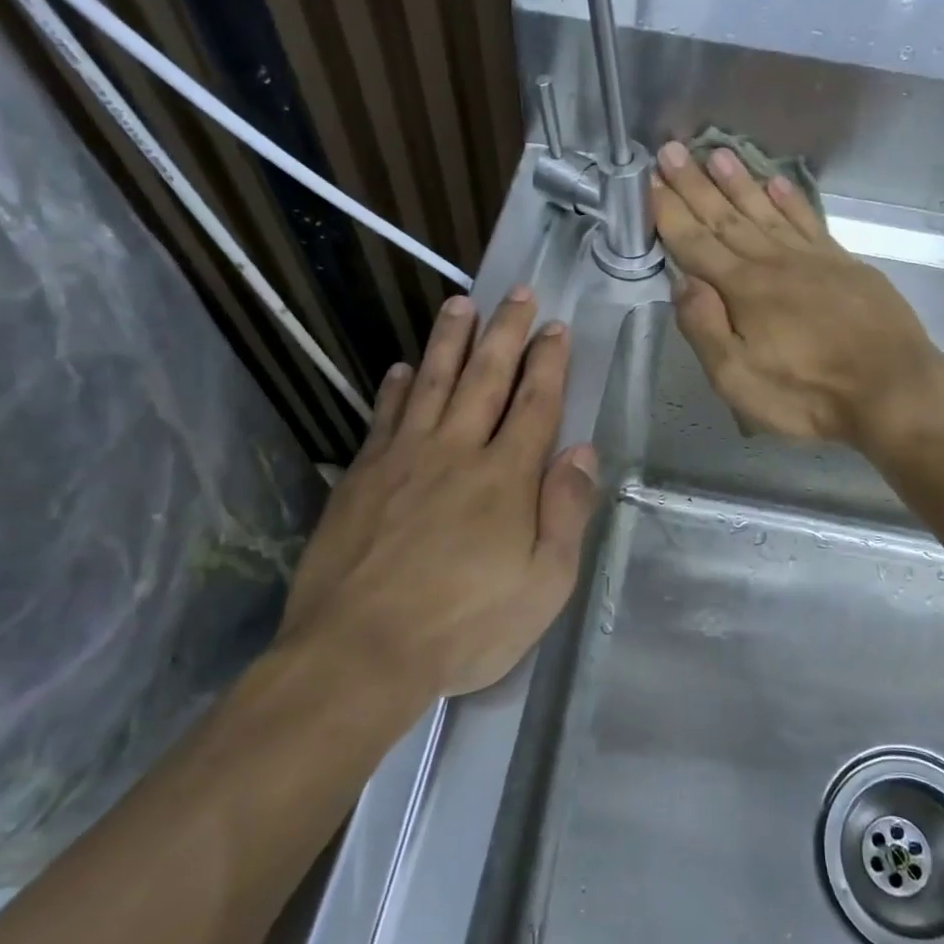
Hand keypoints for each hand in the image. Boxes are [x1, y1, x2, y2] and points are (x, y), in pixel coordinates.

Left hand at [270, 290, 597, 699]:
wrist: (361, 651)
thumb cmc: (465, 625)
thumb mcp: (543, 584)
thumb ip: (566, 511)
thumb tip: (583, 451)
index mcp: (506, 477)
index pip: (534, 404)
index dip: (548, 363)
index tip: (554, 327)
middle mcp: (456, 452)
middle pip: (486, 378)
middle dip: (505, 333)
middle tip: (516, 293)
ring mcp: (404, 459)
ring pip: (432, 384)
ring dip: (449, 342)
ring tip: (460, 305)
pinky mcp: (362, 477)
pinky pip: (384, 418)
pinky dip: (395, 389)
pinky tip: (401, 369)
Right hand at [651, 140, 943, 447]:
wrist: (893, 389)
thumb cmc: (808, 395)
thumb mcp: (738, 380)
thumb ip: (705, 328)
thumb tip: (681, 280)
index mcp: (743, 289)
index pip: (695, 243)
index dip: (669, 212)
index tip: (648, 180)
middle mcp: (773, 262)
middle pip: (725, 217)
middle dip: (694, 184)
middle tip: (670, 149)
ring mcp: (812, 258)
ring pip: (765, 210)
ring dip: (737, 182)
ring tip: (715, 152)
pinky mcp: (844, 263)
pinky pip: (808, 220)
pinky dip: (789, 199)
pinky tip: (776, 183)